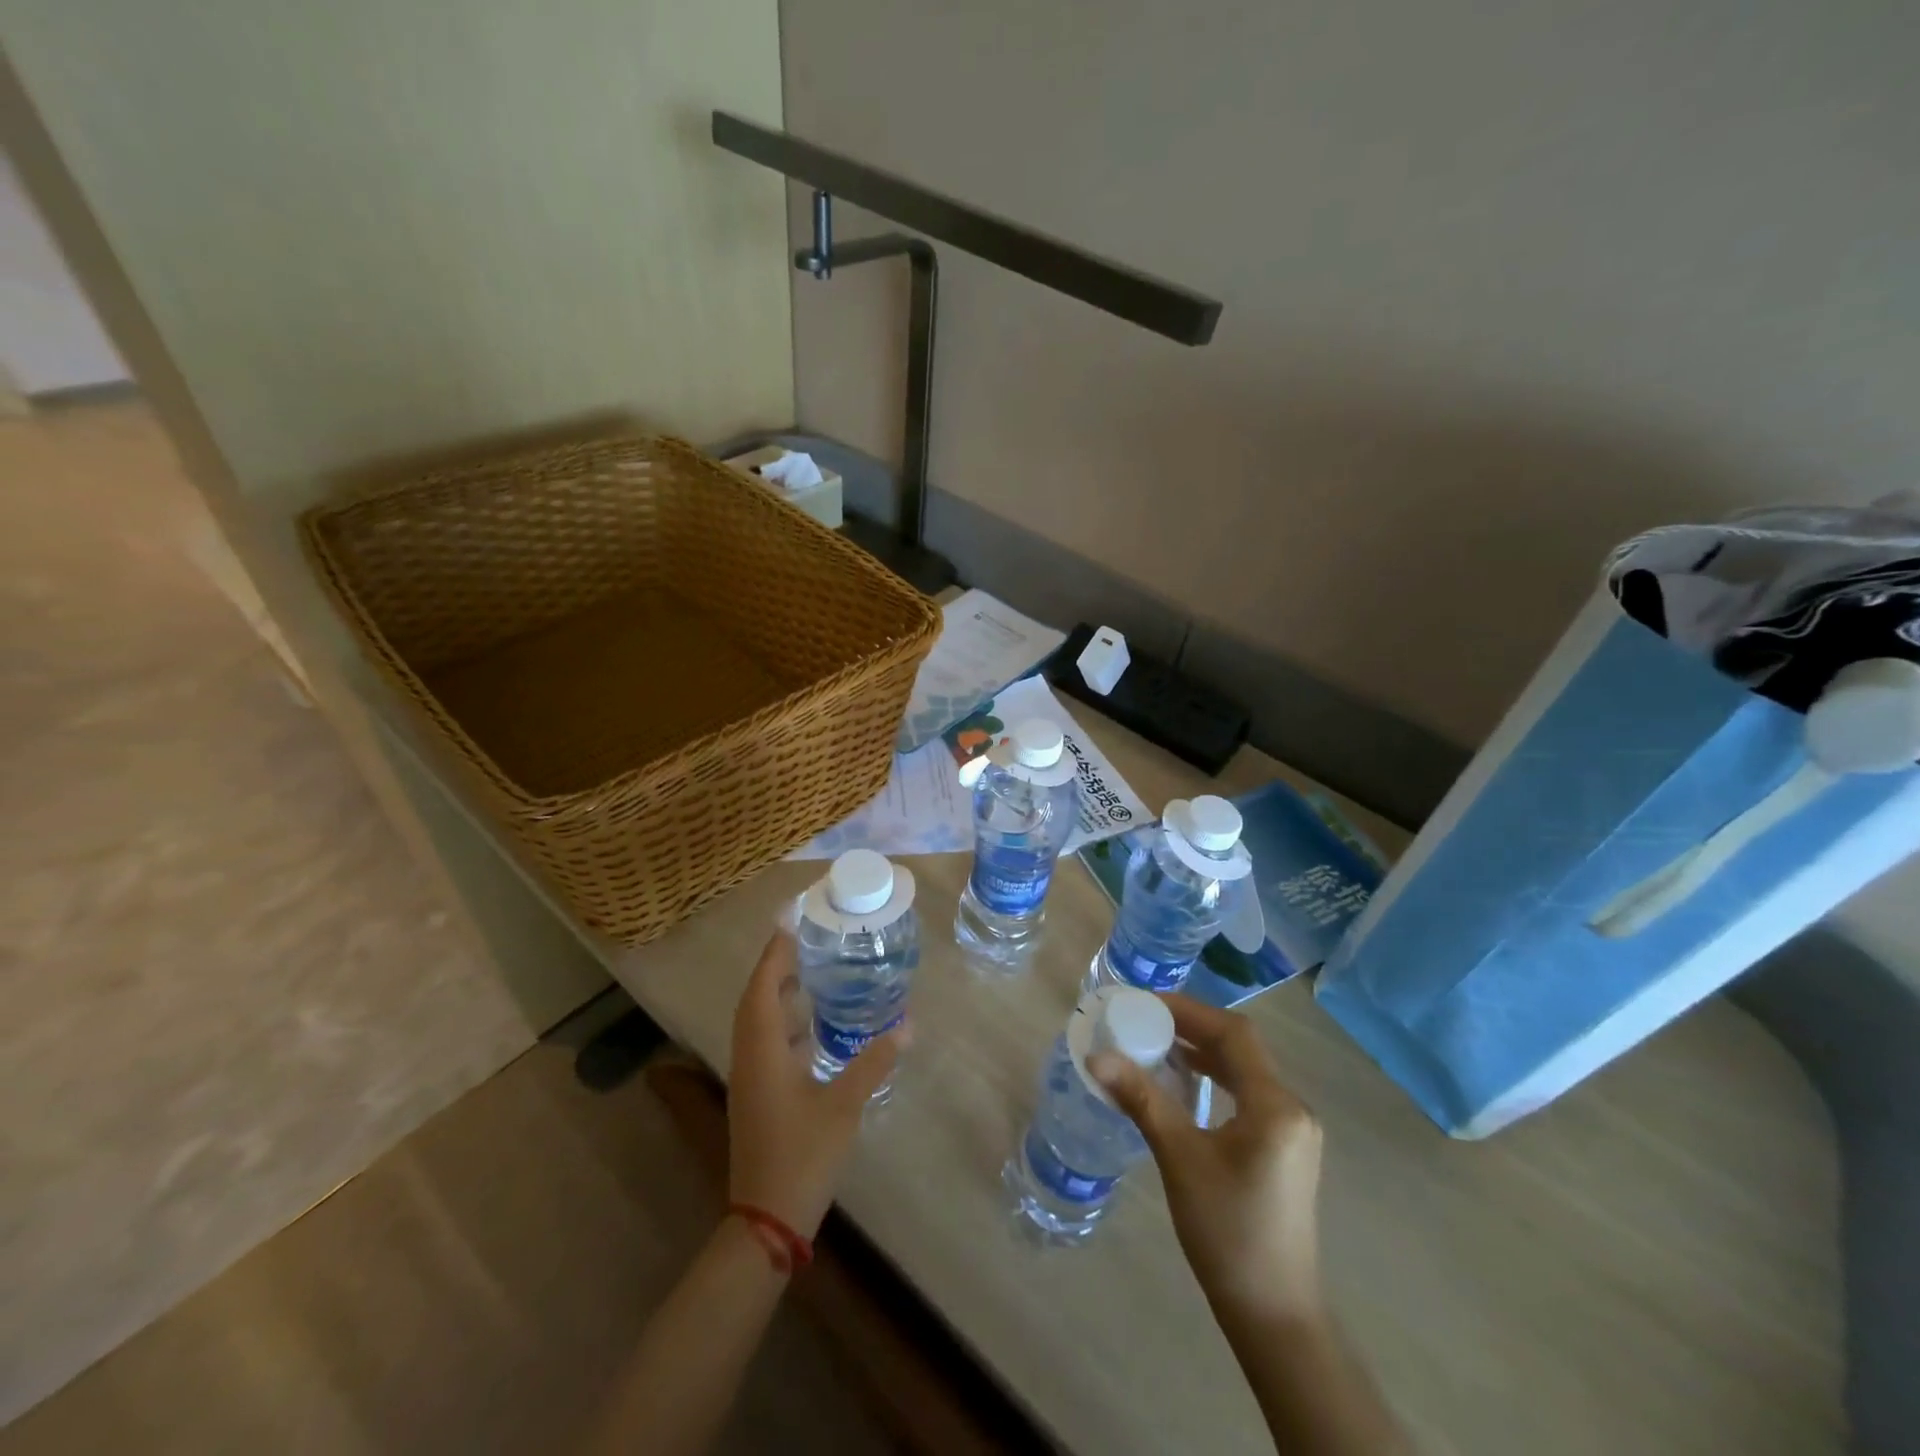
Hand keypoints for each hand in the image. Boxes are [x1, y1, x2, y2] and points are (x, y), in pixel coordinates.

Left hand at [726, 931, 905, 1239]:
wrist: (765, 1220)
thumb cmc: (801, 1155)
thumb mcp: (843, 1105)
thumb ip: (873, 1062)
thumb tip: (907, 1026)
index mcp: (762, 1051)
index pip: (763, 987)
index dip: (775, 953)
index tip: (791, 923)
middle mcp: (750, 1058)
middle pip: (756, 1000)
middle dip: (777, 968)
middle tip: (808, 942)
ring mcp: (751, 1079)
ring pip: (759, 1023)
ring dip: (778, 995)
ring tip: (812, 973)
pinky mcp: (758, 1096)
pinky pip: (766, 1043)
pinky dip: (785, 1024)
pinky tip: (813, 1026)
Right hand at [1091, 994, 1324, 1324]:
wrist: (1274, 1315)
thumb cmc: (1228, 1233)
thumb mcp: (1180, 1159)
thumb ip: (1142, 1100)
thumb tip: (1097, 1056)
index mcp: (1276, 1105)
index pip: (1234, 1034)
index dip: (1189, 1011)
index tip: (1145, 1003)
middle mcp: (1292, 1108)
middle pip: (1241, 1048)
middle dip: (1192, 1028)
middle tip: (1145, 1021)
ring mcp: (1292, 1131)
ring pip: (1246, 1070)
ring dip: (1204, 1052)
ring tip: (1158, 1045)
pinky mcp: (1285, 1149)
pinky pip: (1248, 1094)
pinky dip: (1216, 1079)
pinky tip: (1186, 1085)